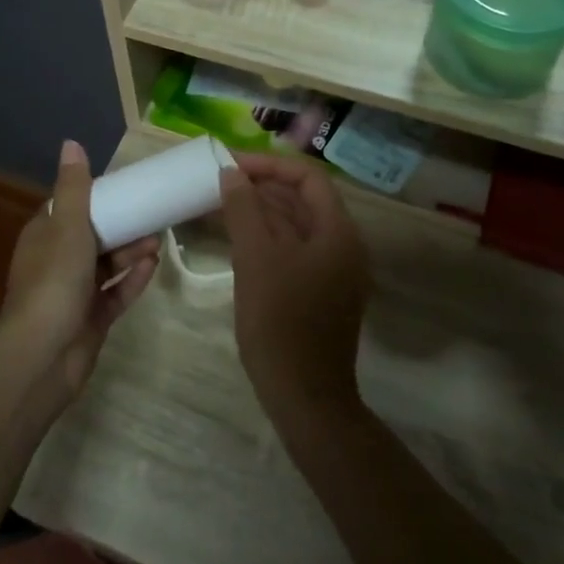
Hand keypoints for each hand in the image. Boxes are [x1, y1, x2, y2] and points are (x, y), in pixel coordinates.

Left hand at [0, 140, 158, 402]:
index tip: (124, 189)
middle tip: (152, 216)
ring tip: (158, 240)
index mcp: (44, 237)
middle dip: (121, 227)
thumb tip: (71, 143)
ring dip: (130, 252)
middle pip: (92, 237)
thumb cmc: (54, 280)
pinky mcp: (90, 320)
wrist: (44, 354)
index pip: (67, 208)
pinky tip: (153, 266)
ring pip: (106, 266)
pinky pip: (115, 294)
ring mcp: (73, 294)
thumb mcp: (67, 225)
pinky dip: (132, 280)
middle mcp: (56, 262)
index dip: (93, 198)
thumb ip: (74, 187)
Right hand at [218, 152, 371, 421]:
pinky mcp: (319, 293)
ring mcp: (333, 272)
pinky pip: (293, 251)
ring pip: (296, 226)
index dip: (269, 166)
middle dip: (262, 187)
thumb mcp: (256, 259)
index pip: (307, 178)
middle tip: (220, 183)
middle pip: (303, 200)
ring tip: (221, 205)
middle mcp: (343, 246)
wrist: (304, 397)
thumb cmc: (280, 323)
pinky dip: (266, 238)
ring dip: (261, 212)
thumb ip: (244, 209)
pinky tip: (236, 240)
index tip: (231, 166)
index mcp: (338, 232)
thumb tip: (232, 174)